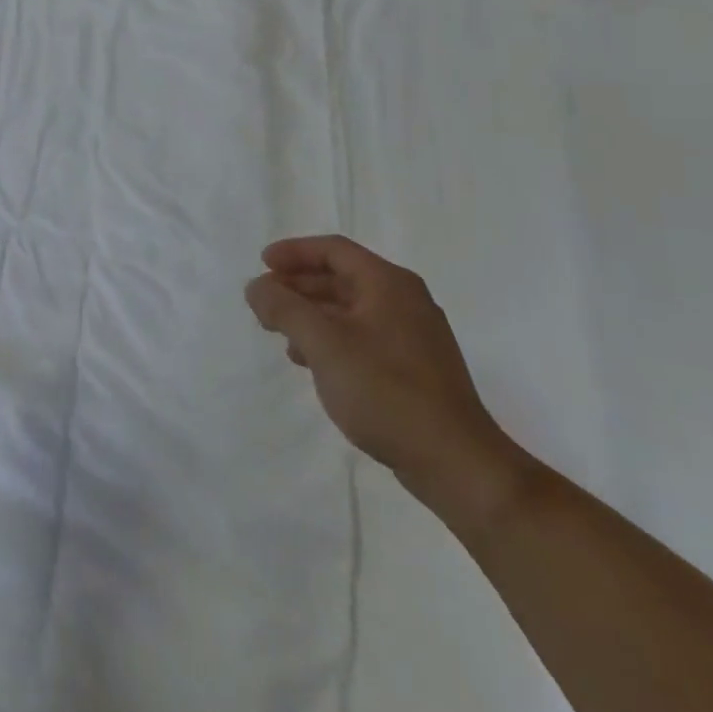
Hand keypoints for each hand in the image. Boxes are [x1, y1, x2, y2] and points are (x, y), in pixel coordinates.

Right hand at [246, 235, 529, 527]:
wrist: (455, 462)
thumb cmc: (386, 391)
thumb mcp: (324, 344)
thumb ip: (285, 308)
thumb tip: (257, 286)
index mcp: (388, 283)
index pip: (334, 249)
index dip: (294, 252)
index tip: (262, 265)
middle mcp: (405, 300)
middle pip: (342, 277)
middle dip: (299, 286)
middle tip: (265, 301)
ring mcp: (414, 335)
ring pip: (352, 309)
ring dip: (313, 315)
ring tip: (282, 335)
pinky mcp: (416, 368)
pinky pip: (364, 336)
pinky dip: (333, 339)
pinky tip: (314, 363)